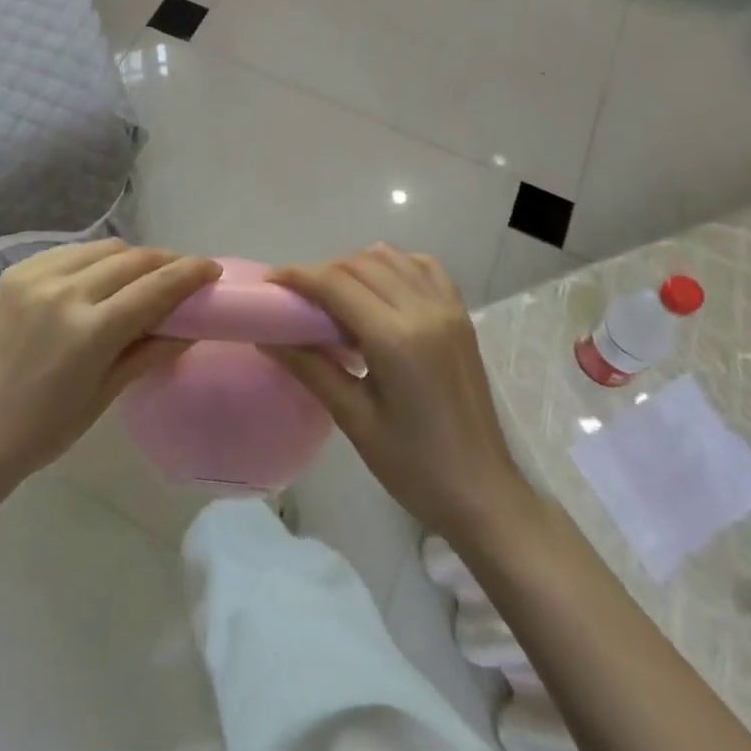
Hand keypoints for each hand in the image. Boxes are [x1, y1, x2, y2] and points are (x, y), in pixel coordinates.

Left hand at [0, 239, 220, 488]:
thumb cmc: (46, 427)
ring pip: (103, 248)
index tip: (212, 269)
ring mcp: (37, 276)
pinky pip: (70, 252)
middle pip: (133, 259)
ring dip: (132, 257)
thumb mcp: (106, 393)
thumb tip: (190, 327)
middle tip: (183, 273)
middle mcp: (65, 292)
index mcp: (90, 330)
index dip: (190, 274)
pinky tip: (100, 276)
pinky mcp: (16, 272)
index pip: (155, 287)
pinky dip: (95, 259)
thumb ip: (150, 351)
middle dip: (166, 262)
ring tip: (143, 274)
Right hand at [264, 245, 528, 539]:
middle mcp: (423, 310)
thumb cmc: (414, 467)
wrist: (482, 492)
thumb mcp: (355, 421)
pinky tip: (380, 289)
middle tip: (299, 298)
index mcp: (395, 339)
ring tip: (336, 296)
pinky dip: (395, 266)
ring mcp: (447, 308)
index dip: (298, 276)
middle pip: (361, 264)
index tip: (271, 282)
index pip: (336, 284)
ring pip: (391, 258)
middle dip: (323, 271)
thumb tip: (268, 339)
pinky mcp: (461, 315)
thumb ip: (312, 370)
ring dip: (357, 265)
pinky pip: (424, 267)